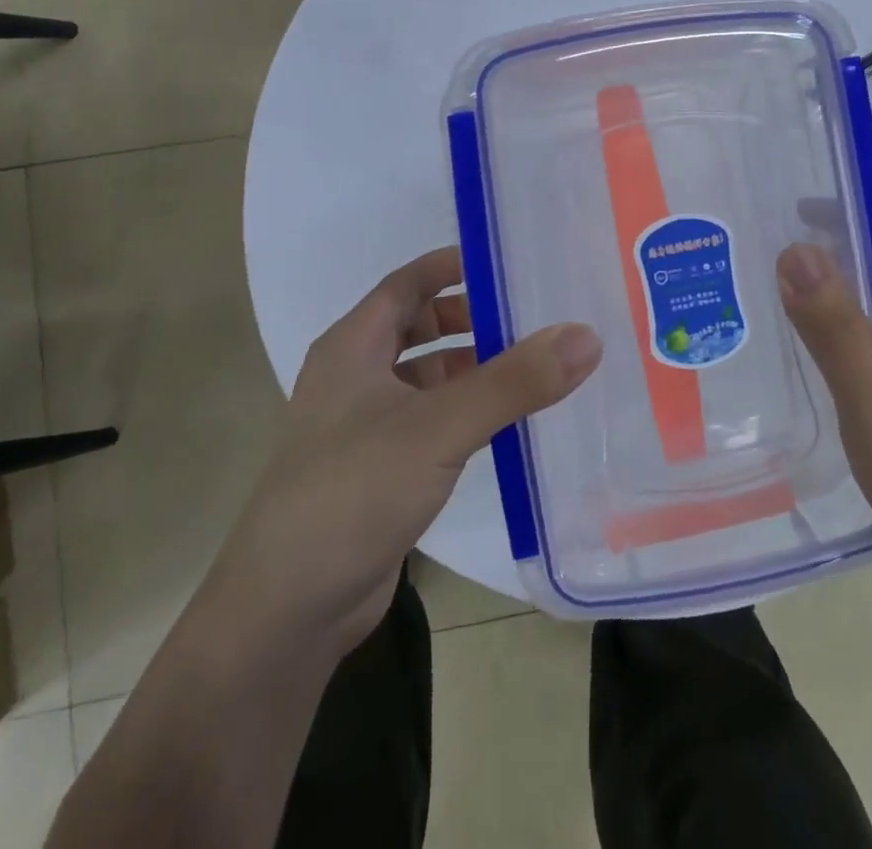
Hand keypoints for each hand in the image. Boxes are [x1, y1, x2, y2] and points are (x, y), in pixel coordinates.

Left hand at [204, 247, 600, 661]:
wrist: (286, 612)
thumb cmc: (352, 492)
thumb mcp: (438, 427)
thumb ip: (513, 382)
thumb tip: (585, 335)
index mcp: (353, 346)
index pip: (408, 282)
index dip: (454, 265)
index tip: (510, 261)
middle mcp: (355, 376)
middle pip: (419, 325)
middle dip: (472, 317)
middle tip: (534, 316)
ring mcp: (364, 426)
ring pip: (428, 377)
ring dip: (473, 367)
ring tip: (535, 366)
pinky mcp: (380, 469)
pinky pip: (432, 421)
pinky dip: (467, 411)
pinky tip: (507, 423)